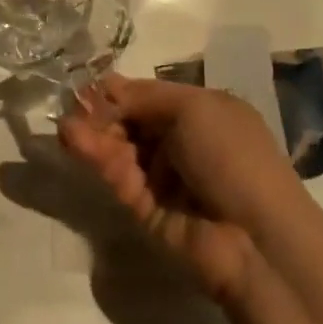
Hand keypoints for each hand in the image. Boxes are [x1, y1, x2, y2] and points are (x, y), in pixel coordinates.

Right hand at [58, 74, 308, 302]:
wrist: (256, 238)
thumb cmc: (233, 156)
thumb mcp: (194, 108)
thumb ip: (144, 96)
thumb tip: (106, 86)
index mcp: (203, 113)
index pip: (150, 96)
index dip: (120, 91)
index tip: (88, 85)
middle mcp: (183, 143)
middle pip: (131, 122)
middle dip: (102, 113)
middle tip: (71, 106)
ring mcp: (164, 177)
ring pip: (120, 148)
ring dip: (93, 134)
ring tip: (66, 126)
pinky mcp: (145, 208)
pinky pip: (118, 176)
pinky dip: (96, 158)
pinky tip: (74, 141)